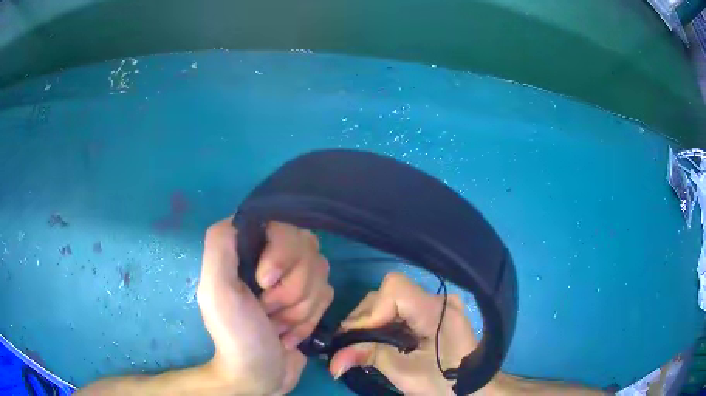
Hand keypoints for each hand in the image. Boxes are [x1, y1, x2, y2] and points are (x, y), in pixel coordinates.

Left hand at [197, 217, 332, 394]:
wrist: (260, 375)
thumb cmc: (236, 334)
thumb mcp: (216, 290)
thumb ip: (220, 245)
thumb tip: (244, 218)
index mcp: (249, 247)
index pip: (283, 226)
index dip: (281, 256)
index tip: (263, 282)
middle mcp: (274, 255)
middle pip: (307, 251)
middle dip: (288, 292)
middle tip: (265, 311)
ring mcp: (296, 276)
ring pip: (321, 274)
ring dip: (297, 310)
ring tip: (275, 325)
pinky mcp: (313, 296)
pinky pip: (328, 294)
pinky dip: (308, 320)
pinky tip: (288, 332)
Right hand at [328, 273, 476, 395]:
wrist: (472, 388)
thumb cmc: (444, 384)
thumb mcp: (405, 374)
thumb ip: (369, 357)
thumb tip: (333, 360)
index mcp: (438, 311)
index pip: (395, 289)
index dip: (372, 311)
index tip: (359, 338)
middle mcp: (439, 299)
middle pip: (389, 294)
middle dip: (365, 319)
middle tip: (351, 345)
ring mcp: (438, 304)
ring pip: (392, 300)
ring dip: (371, 322)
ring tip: (362, 345)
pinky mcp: (434, 312)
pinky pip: (400, 309)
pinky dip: (383, 323)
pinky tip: (380, 341)